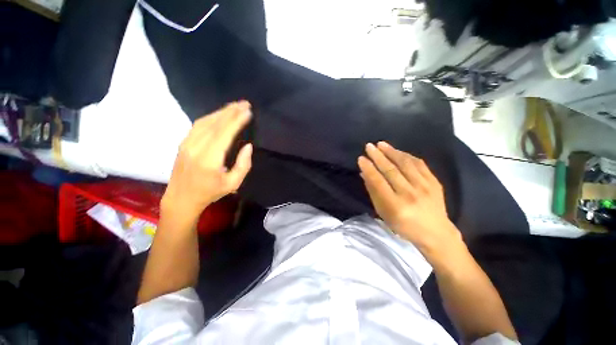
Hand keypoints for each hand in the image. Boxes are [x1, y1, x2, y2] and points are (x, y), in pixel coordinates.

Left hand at [162, 101, 252, 222]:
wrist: (181, 198)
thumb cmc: (210, 193)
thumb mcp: (233, 184)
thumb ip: (243, 165)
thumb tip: (248, 146)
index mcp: (209, 160)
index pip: (224, 134)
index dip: (237, 121)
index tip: (248, 111)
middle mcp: (196, 148)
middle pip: (215, 124)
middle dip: (231, 111)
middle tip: (245, 103)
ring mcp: (187, 143)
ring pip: (205, 121)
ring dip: (221, 111)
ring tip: (235, 105)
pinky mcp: (184, 142)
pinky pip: (198, 125)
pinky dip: (211, 116)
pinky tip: (220, 114)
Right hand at [358, 141, 461, 254]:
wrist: (436, 233)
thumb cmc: (404, 226)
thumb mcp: (383, 213)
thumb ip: (373, 192)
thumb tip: (364, 174)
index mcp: (396, 206)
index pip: (378, 182)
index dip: (368, 168)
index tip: (361, 158)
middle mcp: (410, 194)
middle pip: (391, 170)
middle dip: (378, 156)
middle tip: (369, 146)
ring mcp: (425, 187)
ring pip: (405, 164)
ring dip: (391, 152)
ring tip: (381, 144)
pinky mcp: (435, 182)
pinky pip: (419, 164)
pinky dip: (406, 155)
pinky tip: (397, 151)